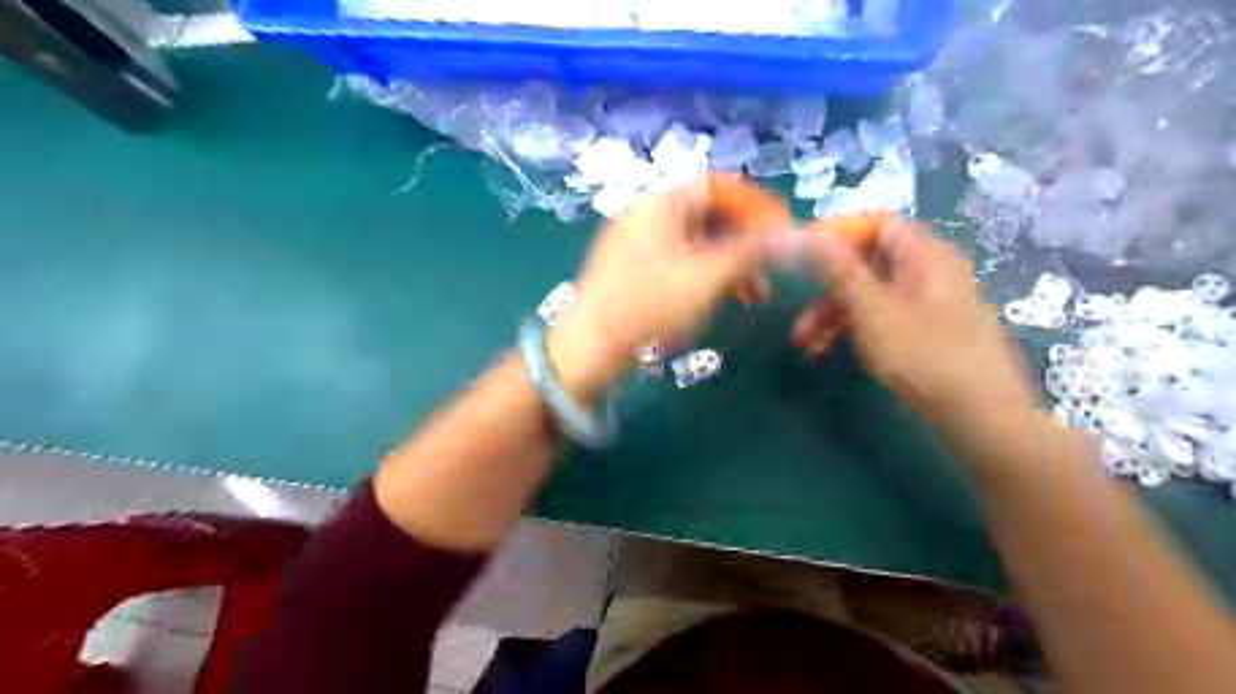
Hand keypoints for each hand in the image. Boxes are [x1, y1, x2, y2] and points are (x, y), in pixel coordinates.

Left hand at [552, 180, 768, 398]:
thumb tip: (791, 234)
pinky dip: (707, 275)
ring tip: (756, 296)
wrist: (589, 348)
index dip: (757, 207)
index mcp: (661, 202)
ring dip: (731, 263)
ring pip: (697, 241)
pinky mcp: (634, 268)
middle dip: (746, 242)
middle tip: (773, 270)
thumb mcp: (706, 278)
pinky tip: (725, 299)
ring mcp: (638, 241)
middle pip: (710, 215)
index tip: (784, 232)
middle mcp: (648, 212)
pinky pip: (680, 260)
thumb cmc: (648, 306)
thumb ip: (750, 251)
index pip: (720, 187)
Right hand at [771, 220, 1041, 424]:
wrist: (981, 415)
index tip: (800, 261)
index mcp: (924, 254)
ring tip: (807, 344)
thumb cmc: (924, 356)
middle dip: (826, 289)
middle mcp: (930, 270)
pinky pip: (884, 315)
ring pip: (871, 293)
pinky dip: (856, 327)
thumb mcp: (872, 310)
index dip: (835, 237)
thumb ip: (838, 270)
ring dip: (834, 313)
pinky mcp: (928, 329)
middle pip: (867, 263)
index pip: (874, 225)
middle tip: (798, 315)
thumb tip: (804, 234)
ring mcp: (930, 301)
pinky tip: (837, 350)